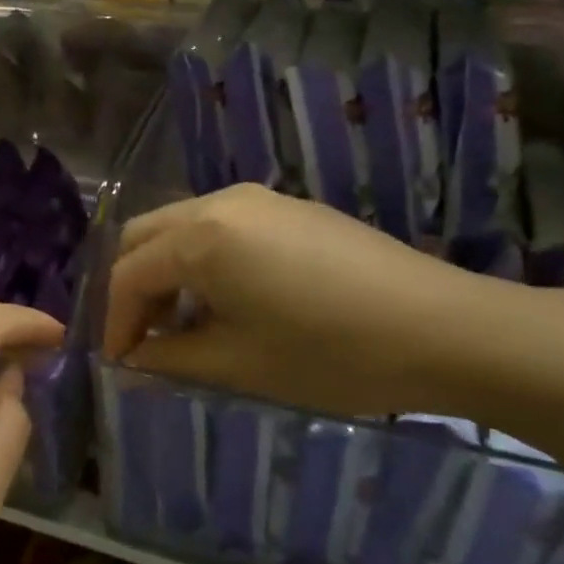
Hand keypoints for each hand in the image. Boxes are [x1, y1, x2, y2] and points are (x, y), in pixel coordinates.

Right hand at [103, 184, 491, 417]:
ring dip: (167, 272)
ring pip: (181, 227)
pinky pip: (220, 227)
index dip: (115, 322)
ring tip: (183, 325)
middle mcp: (220, 203)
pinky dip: (202, 259)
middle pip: (145, 237)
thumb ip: (169, 358)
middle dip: (132, 288)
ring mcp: (258, 200)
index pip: (128, 275)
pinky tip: (228, 301)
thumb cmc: (331, 353)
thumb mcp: (238, 364)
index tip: (117, 363)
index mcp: (199, 237)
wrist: (448, 329)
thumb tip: (132, 361)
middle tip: (142, 338)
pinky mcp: (289, 208)